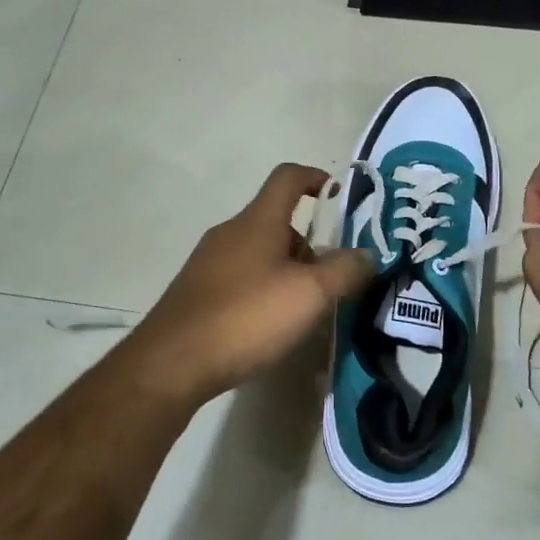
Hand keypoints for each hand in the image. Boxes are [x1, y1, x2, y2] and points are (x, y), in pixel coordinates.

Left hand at [114, 163, 373, 407]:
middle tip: (332, 280)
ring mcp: (209, 262)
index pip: (288, 177)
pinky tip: (270, 327)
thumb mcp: (310, 294)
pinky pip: (241, 278)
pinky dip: (263, 290)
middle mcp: (230, 232)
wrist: (172, 362)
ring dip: (288, 271)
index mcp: (258, 220)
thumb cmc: (247, 316)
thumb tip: (366, 254)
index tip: (340, 196)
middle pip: (277, 221)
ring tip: (306, 310)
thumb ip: (345, 270)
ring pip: (259, 252)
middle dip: (310, 245)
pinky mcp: (197, 292)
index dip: (316, 178)